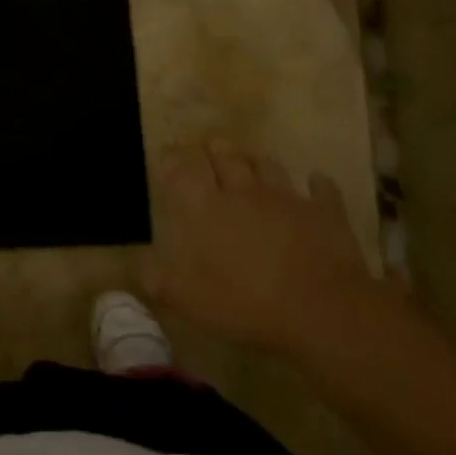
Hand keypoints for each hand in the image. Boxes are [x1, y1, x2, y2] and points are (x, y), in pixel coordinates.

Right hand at [140, 141, 376, 358]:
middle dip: (214, 147)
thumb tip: (130, 262)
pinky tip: (317, 183)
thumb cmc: (246, 304)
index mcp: (207, 207)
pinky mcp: (324, 212)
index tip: (168, 152)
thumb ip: (155, 278)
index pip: (182, 170)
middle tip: (209, 144)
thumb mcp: (188, 300)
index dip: (173, 158)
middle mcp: (243, 191)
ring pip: (268, 166)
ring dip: (257, 160)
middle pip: (226, 156)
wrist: (321, 310)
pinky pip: (322, 190)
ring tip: (251, 160)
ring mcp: (287, 197)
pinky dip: (318, 184)